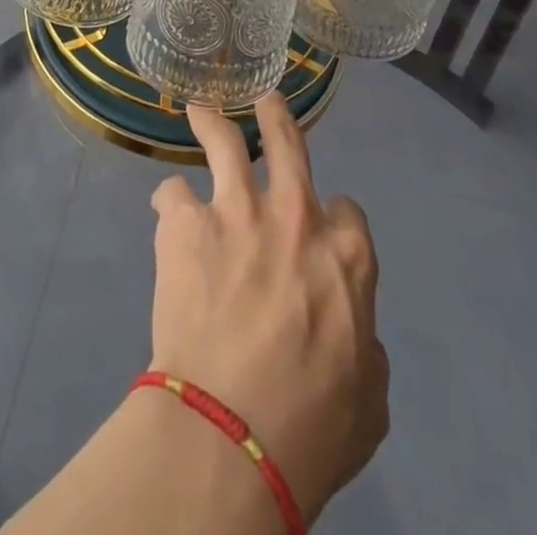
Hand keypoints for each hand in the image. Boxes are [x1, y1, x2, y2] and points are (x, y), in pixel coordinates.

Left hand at [147, 96, 389, 524]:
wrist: (230, 434)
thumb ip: (366, 348)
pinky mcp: (186, 223)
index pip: (347, 210)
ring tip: (200, 111)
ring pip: (224, 141)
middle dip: (276, 116)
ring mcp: (236, 211)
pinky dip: (171, 203)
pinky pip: (173, 193)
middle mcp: (294, 214)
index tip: (320, 230)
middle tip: (266, 101)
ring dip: (212, 122)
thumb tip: (356, 332)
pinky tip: (167, 214)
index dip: (334, 218)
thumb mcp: (370, 401)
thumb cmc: (311, 430)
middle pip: (288, 143)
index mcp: (346, 254)